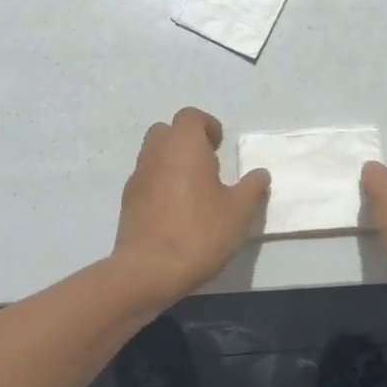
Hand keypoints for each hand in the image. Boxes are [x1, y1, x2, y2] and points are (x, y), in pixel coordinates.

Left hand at [113, 108, 270, 305]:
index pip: (190, 116)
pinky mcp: (127, 202)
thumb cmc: (199, 233)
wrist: (148, 270)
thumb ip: (252, 188)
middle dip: (186, 141)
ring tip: (193, 190)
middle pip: (167, 131)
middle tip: (207, 164)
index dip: (207, 125)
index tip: (220, 145)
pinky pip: (146, 180)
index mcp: (184, 146)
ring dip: (172, 162)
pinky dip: (159, 184)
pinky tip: (175, 211)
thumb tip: (260, 174)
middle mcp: (156, 154)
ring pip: (153, 155)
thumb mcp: (239, 212)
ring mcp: (137, 177)